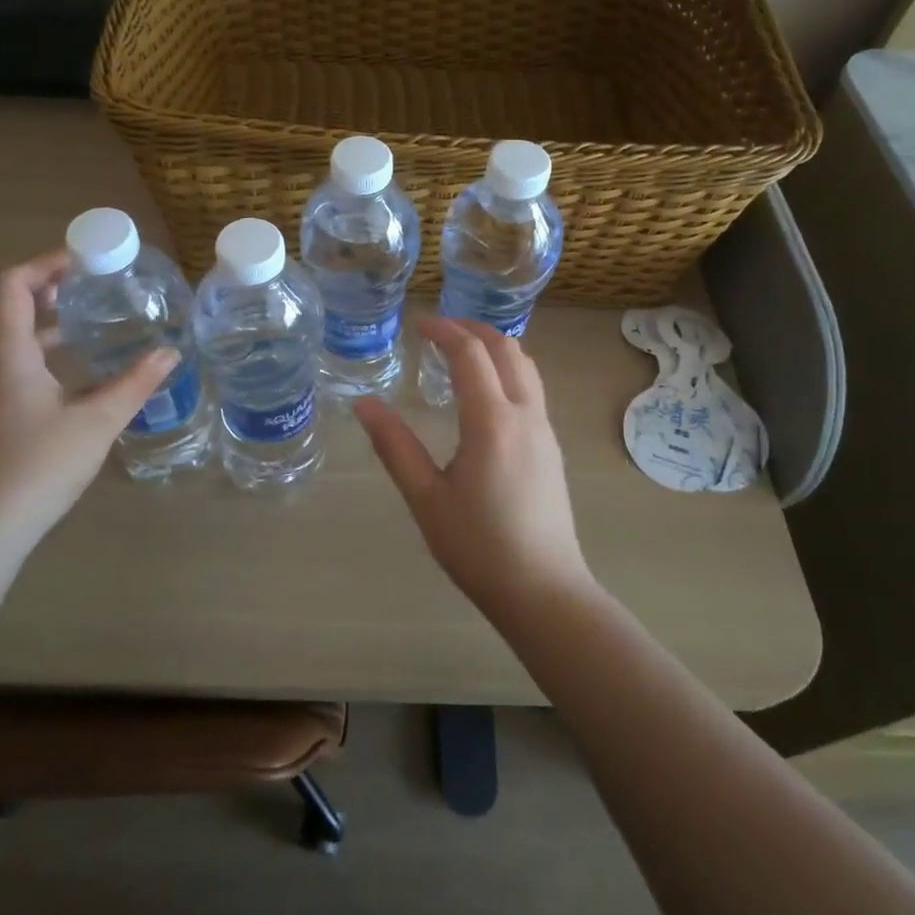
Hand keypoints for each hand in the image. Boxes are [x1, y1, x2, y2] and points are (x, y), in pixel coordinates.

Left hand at [0, 252, 178, 539]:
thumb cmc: (37, 466)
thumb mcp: (97, 422)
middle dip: (51, 290)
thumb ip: (135, 383)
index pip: (12, 286)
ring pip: (11, 341)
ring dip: (47, 324)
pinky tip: (76, 377)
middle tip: (95, 286)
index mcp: (7, 355)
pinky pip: (12, 367)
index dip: (44, 264)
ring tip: (90, 323)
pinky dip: (42, 354)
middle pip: (10, 309)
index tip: (83, 260)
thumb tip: (171, 352)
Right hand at [354, 317, 592, 615]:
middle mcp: (525, 415)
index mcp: (492, 421)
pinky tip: (483, 394)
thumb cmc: (478, 547)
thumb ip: (394, 446)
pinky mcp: (551, 448)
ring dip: (494, 347)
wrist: (544, 591)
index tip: (417, 323)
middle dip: (473, 328)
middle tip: (438, 329)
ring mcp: (544, 430)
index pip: (471, 353)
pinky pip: (531, 389)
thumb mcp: (425, 498)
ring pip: (525, 366)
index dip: (444, 330)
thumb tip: (363, 404)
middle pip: (506, 348)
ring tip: (460, 353)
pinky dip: (506, 371)